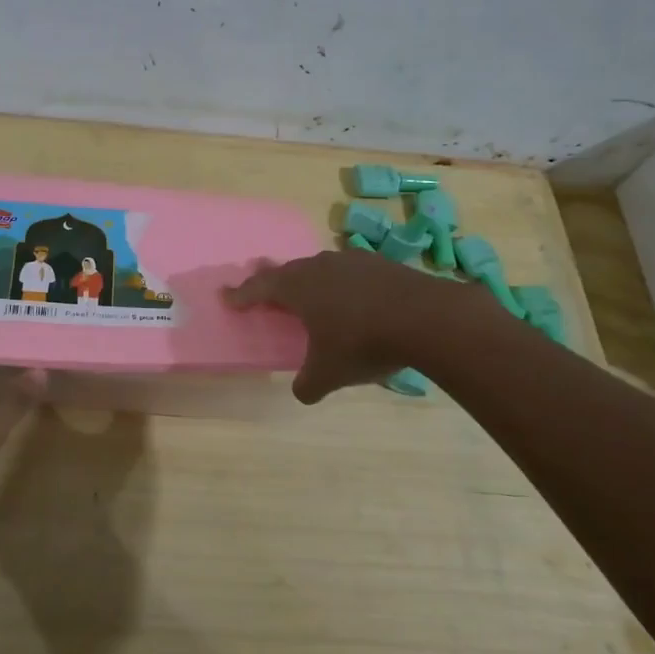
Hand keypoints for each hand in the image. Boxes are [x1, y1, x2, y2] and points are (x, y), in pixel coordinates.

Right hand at [223, 248, 494, 402]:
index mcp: (298, 287)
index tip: (227, 297)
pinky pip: (351, 273)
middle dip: (275, 282)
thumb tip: (302, 392)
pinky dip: (344, 286)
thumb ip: (308, 384)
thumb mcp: (329, 373)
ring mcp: (353, 261)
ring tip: (311, 294)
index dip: (242, 294)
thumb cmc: (363, 343)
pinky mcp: (382, 264)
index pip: (260, 287)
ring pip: (321, 268)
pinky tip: (355, 300)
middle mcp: (320, 267)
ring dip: (312, 282)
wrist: (427, 318)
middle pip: (289, 271)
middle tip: (266, 289)